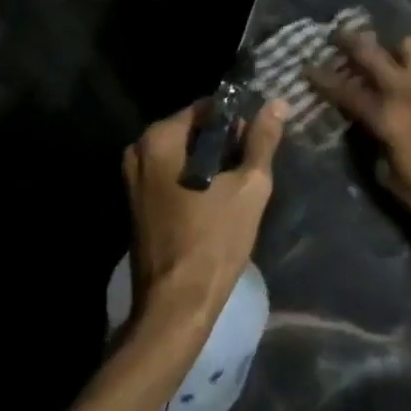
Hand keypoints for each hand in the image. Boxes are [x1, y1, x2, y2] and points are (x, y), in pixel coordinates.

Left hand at [122, 96, 287, 340]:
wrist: (176, 307)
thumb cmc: (213, 241)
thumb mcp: (249, 186)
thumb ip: (262, 140)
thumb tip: (277, 103)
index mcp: (160, 137)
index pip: (208, 108)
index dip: (238, 119)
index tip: (259, 139)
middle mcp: (139, 149)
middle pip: (193, 130)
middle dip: (224, 142)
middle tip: (252, 165)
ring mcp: (133, 177)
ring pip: (183, 154)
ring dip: (211, 162)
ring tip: (239, 184)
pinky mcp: (136, 202)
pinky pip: (172, 174)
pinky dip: (194, 178)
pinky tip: (217, 199)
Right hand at [307, 32, 410, 238]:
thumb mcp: (393, 181)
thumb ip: (375, 148)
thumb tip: (367, 129)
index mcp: (388, 119)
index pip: (347, 91)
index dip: (323, 78)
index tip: (306, 66)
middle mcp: (407, 92)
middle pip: (372, 53)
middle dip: (349, 41)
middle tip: (336, 36)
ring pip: (408, 45)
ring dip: (392, 46)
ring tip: (386, 55)